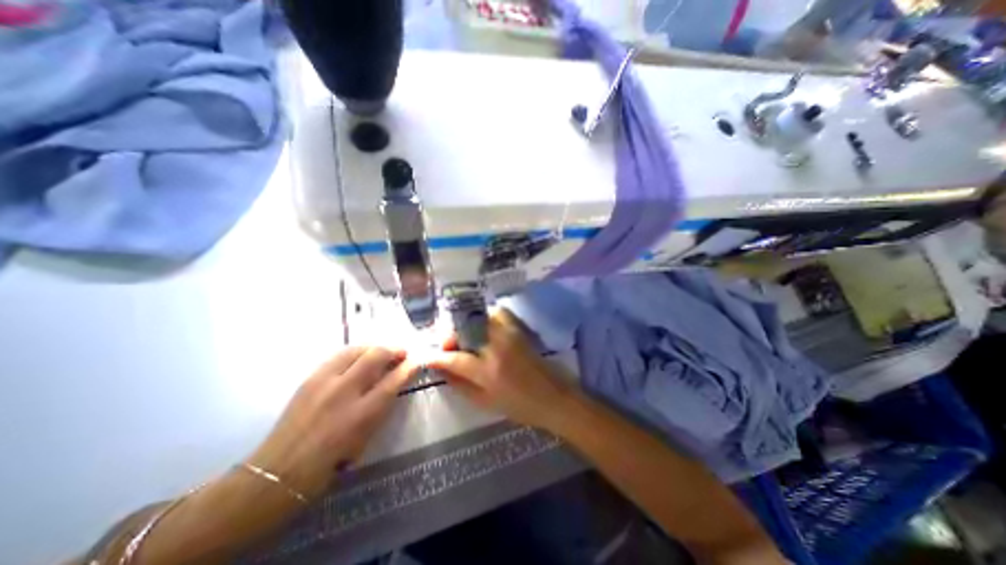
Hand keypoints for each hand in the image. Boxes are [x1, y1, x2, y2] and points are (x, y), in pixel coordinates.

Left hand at [250, 348, 419, 498]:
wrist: (280, 471)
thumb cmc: (331, 462)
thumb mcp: (366, 437)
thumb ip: (382, 406)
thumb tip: (394, 382)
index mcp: (361, 414)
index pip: (393, 381)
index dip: (408, 368)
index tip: (416, 362)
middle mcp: (343, 392)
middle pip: (375, 356)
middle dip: (393, 350)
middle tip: (401, 353)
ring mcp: (323, 382)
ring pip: (355, 350)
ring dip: (374, 348)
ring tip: (381, 352)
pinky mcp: (309, 379)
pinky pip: (338, 356)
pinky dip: (355, 353)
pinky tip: (359, 357)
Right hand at [429, 310, 577, 432]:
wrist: (553, 397)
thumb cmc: (519, 406)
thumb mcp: (485, 403)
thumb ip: (461, 385)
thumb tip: (442, 369)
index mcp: (488, 372)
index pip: (455, 359)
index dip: (438, 357)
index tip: (428, 356)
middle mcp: (497, 348)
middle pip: (466, 330)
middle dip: (450, 336)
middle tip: (447, 345)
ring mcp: (509, 335)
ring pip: (480, 318)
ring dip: (466, 325)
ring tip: (464, 337)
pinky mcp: (518, 330)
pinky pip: (498, 314)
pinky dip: (486, 317)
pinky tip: (483, 328)